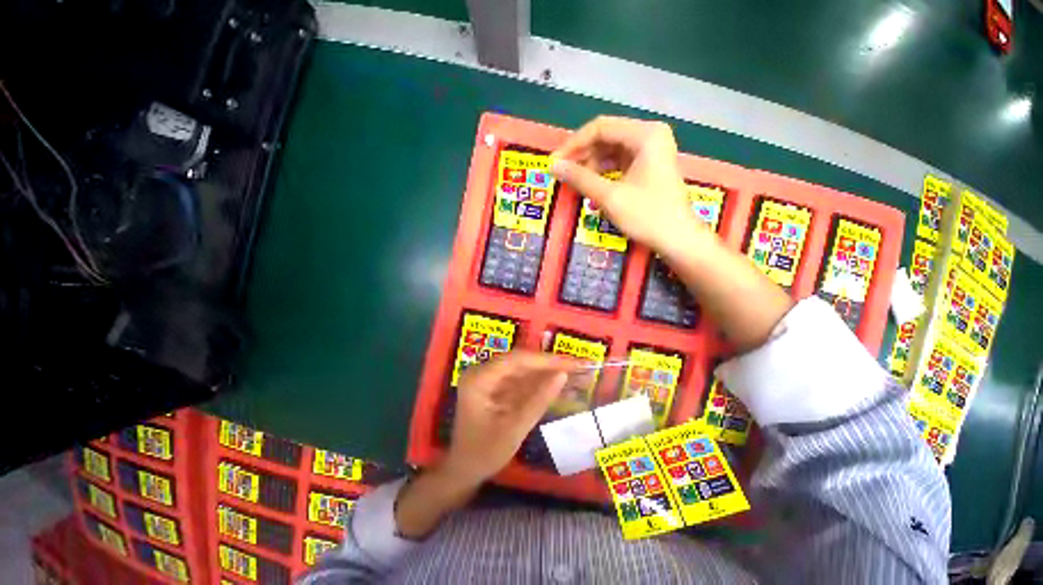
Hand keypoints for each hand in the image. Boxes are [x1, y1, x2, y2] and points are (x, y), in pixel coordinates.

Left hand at [443, 351, 577, 486]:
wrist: (464, 470)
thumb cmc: (484, 453)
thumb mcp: (514, 429)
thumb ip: (538, 400)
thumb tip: (563, 375)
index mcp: (480, 378)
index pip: (518, 360)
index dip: (547, 360)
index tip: (573, 362)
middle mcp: (483, 371)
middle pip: (521, 361)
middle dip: (550, 364)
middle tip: (579, 365)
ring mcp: (490, 377)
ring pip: (524, 368)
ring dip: (547, 370)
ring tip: (574, 371)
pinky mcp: (497, 386)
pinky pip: (521, 378)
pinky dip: (539, 381)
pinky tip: (557, 381)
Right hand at [550, 116, 705, 258]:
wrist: (678, 239)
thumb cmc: (647, 216)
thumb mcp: (609, 197)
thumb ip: (580, 178)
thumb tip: (554, 166)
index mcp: (645, 134)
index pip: (600, 128)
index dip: (573, 144)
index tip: (554, 162)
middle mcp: (650, 135)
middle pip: (606, 137)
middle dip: (582, 155)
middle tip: (562, 173)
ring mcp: (651, 151)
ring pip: (612, 150)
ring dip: (591, 165)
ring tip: (575, 182)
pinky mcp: (649, 166)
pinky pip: (620, 162)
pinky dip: (604, 172)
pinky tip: (592, 185)